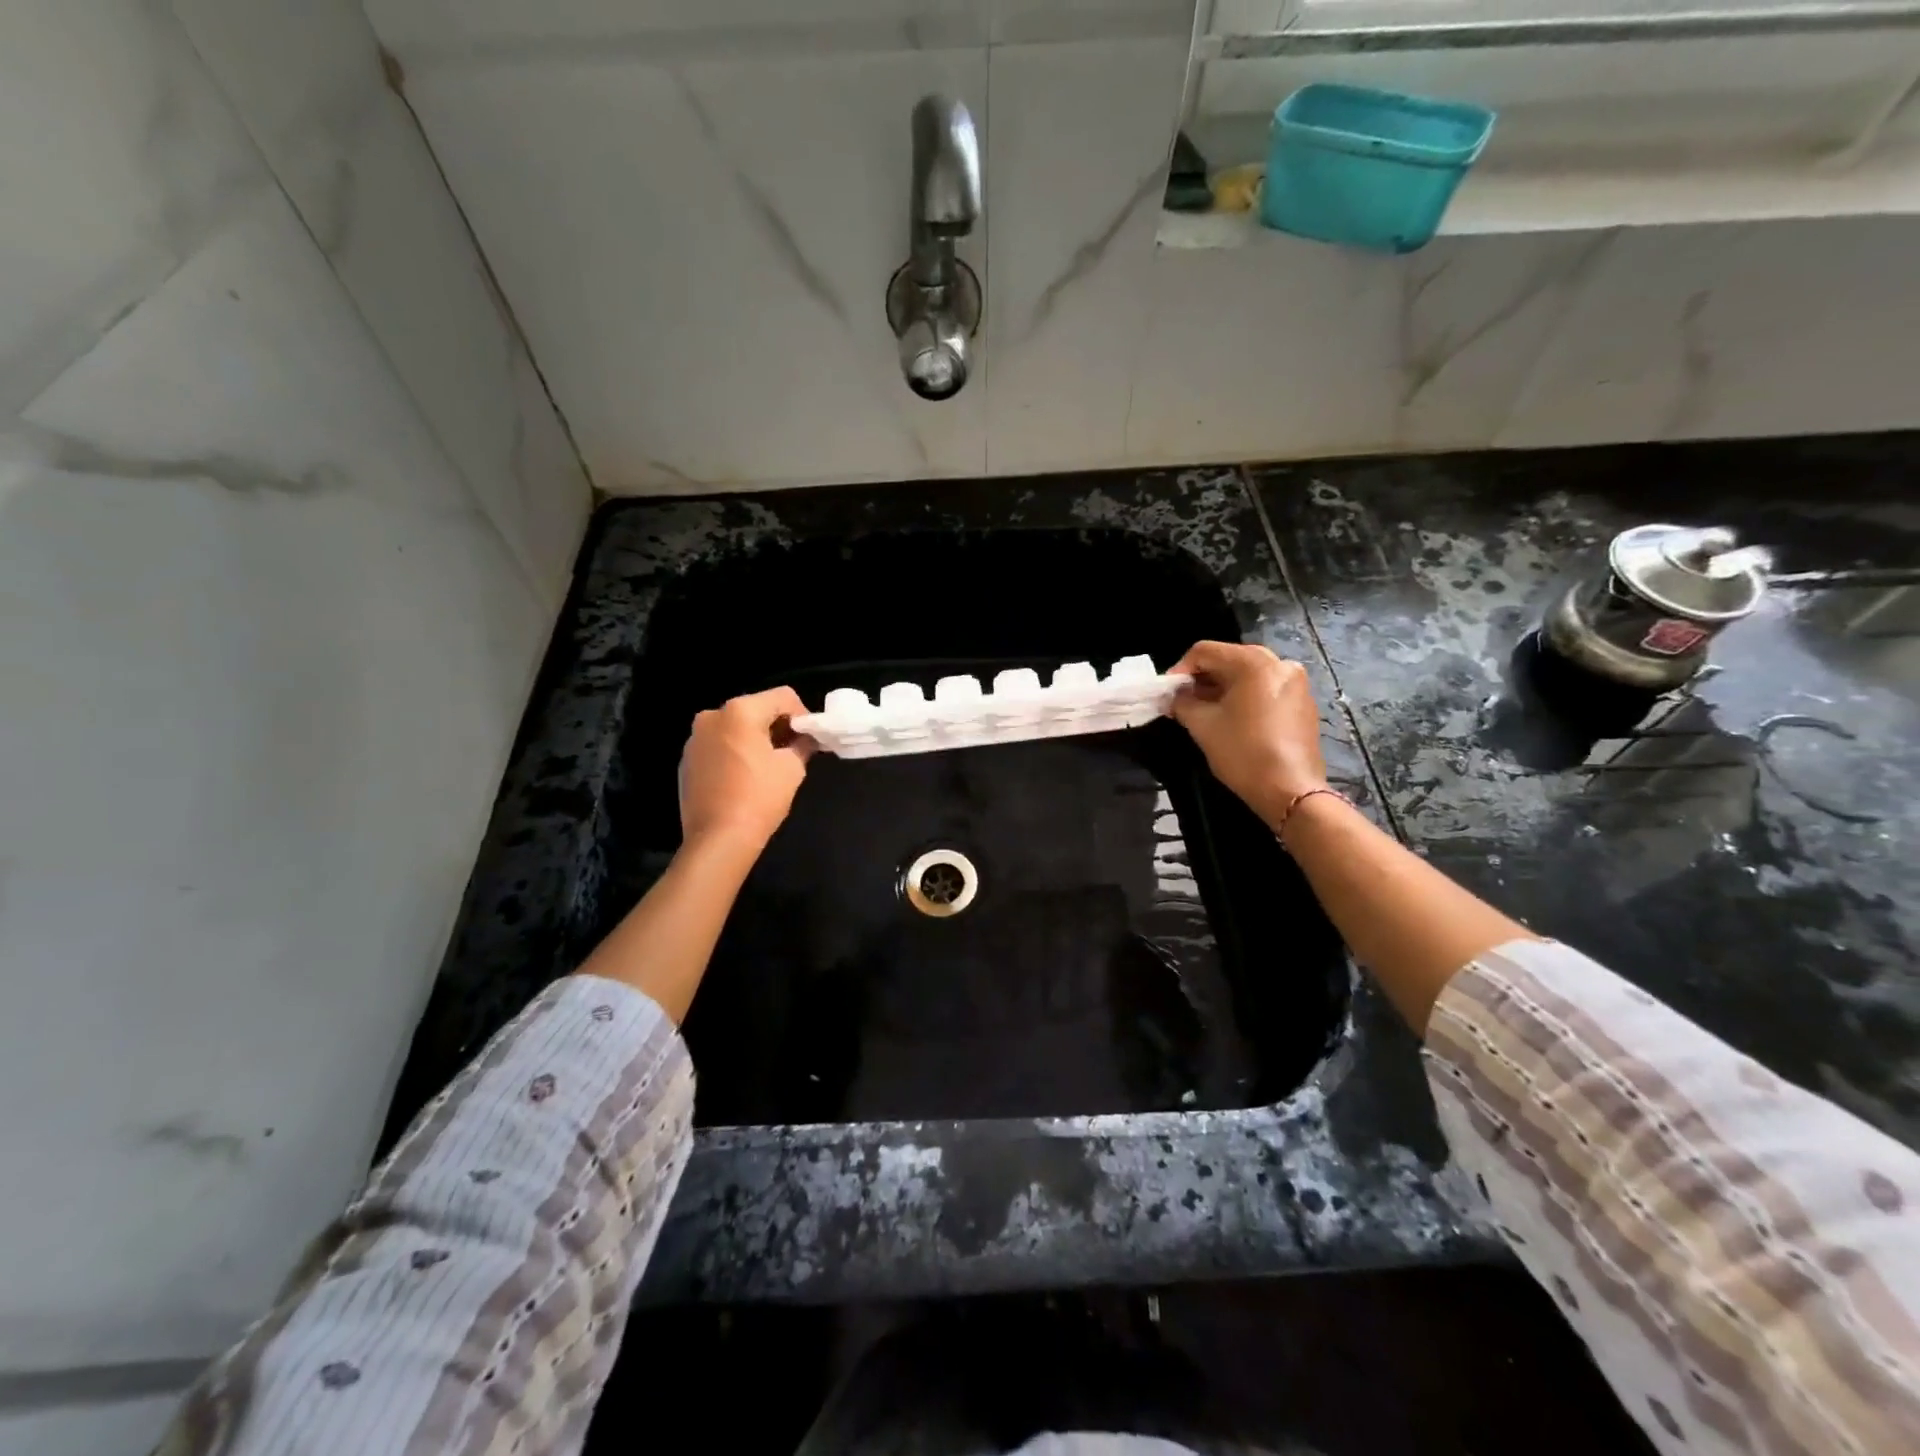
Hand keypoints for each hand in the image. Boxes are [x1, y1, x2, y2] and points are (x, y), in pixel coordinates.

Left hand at [679, 687, 814, 851]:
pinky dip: (734, 752)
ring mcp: (695, 738)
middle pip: (756, 709)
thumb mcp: (792, 768)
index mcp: (740, 711)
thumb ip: (802, 744)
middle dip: (777, 725)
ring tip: (768, 766)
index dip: (802, 714)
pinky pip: (718, 745)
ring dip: (754, 739)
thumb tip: (805, 739)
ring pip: (735, 727)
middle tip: (793, 750)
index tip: (810, 739)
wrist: (718, 839)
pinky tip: (744, 777)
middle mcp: (712, 716)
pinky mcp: (686, 760)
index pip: (782, 696)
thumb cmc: (759, 798)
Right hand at [1169, 641, 1326, 825]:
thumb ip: (1182, 703)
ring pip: (1248, 674)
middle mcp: (1279, 663)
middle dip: (1202, 679)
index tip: (1167, 693)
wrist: (1290, 790)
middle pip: (1229, 659)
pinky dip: (1245, 697)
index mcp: (1254, 663)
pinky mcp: (1303, 702)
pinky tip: (1233, 719)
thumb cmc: (1243, 753)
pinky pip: (1266, 688)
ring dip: (1222, 688)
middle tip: (1183, 701)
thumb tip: (1174, 697)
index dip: (1180, 670)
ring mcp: (1296, 682)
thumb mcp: (1202, 726)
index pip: (1205, 651)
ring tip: (1205, 711)